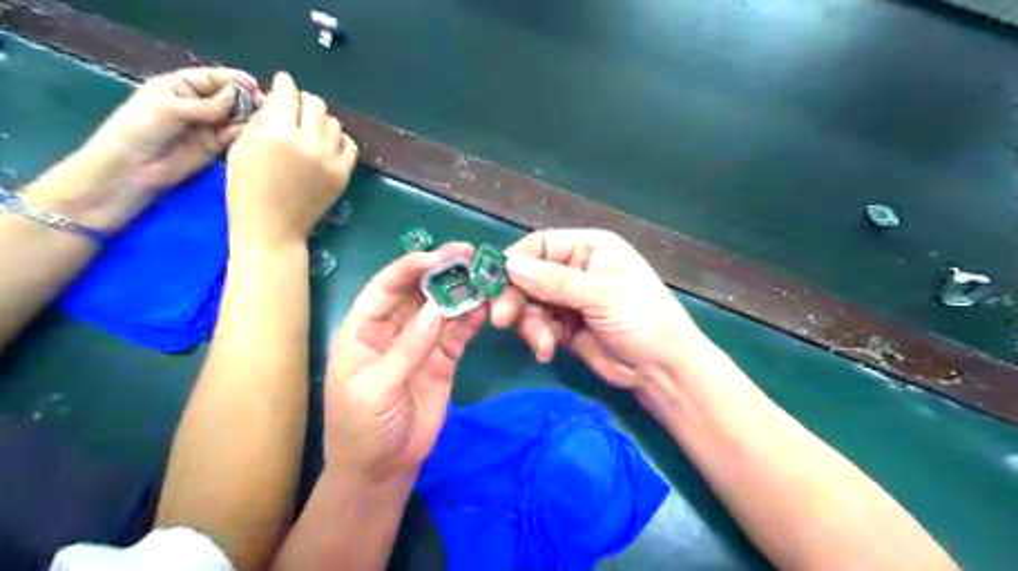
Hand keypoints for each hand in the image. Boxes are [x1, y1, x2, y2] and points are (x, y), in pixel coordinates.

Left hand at [45, 67, 263, 231]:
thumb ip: (206, 105)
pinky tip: (256, 135)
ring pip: (235, 117)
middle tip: (265, 106)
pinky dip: (245, 135)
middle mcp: (197, 104)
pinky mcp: (216, 147)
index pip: (212, 78)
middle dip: (246, 100)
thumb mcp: (170, 110)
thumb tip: (238, 96)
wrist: (132, 169)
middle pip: (228, 97)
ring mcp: (208, 127)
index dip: (233, 80)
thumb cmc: (139, 130)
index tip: (254, 85)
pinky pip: (235, 137)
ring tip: (265, 121)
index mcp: (180, 87)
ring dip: (250, 118)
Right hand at [226, 72, 356, 246]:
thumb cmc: (246, 191)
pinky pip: (349, 145)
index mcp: (276, 133)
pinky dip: (338, 140)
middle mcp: (308, 142)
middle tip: (295, 110)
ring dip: (321, 121)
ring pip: (333, 123)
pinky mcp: (343, 174)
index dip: (284, 85)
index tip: (284, 83)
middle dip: (303, 102)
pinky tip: (327, 145)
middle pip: (315, 105)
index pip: (287, 95)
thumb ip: (260, 120)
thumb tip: (275, 101)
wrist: (274, 228)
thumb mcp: (241, 148)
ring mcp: (330, 159)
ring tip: (309, 130)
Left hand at [326, 243, 483, 479]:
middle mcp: (393, 327)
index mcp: (364, 328)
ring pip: (442, 308)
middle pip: (418, 291)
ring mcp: (421, 342)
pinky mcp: (443, 359)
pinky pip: (458, 332)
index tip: (439, 256)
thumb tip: (439, 307)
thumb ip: (409, 346)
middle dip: (442, 271)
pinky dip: (471, 319)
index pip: (386, 287)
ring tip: (485, 276)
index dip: (410, 267)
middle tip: (470, 254)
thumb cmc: (363, 427)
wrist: (383, 469)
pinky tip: (485, 308)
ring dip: (461, 292)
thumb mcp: (378, 387)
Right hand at [491, 231, 708, 389]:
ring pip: (528, 303)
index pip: (538, 245)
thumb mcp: (601, 295)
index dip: (513, 261)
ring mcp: (567, 299)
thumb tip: (509, 266)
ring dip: (528, 324)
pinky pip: (536, 325)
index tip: (490, 283)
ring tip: (542, 343)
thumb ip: (554, 281)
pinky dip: (536, 337)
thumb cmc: (642, 319)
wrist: (663, 370)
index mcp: (588, 248)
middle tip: (502, 320)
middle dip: (516, 298)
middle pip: (528, 276)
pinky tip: (546, 351)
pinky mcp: (563, 326)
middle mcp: (574, 269)